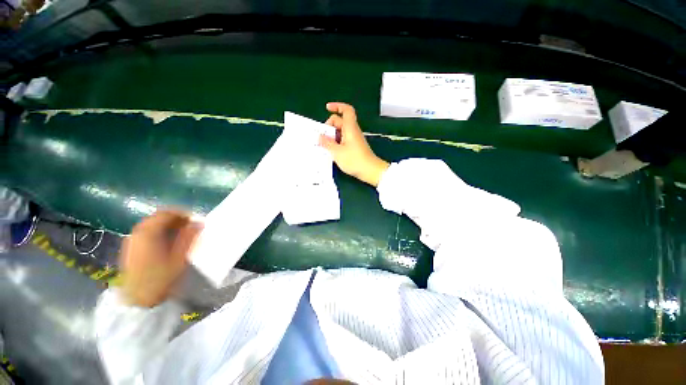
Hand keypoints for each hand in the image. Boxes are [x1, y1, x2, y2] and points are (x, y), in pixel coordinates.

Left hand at [120, 210, 201, 306]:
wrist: (137, 299)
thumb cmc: (160, 278)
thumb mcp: (179, 257)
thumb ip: (189, 237)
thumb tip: (199, 223)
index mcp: (148, 233)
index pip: (166, 213)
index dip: (182, 214)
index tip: (195, 220)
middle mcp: (137, 232)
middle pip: (157, 217)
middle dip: (175, 219)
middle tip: (190, 226)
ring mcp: (132, 240)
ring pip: (152, 224)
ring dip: (167, 225)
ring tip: (181, 234)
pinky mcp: (130, 247)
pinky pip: (146, 232)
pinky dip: (159, 231)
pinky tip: (167, 241)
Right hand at [319, 102, 388, 186]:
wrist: (370, 171)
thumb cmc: (354, 160)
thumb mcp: (337, 152)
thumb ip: (327, 143)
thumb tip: (320, 137)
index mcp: (350, 128)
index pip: (346, 110)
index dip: (337, 106)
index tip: (327, 108)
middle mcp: (352, 131)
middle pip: (340, 122)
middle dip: (329, 126)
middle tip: (322, 137)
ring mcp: (354, 139)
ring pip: (340, 132)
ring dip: (331, 136)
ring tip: (324, 146)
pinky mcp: (354, 147)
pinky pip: (343, 140)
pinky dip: (336, 142)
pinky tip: (331, 151)